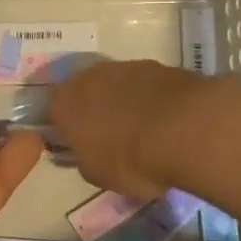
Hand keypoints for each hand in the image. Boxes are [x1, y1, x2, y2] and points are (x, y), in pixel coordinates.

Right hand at [49, 59, 205, 198]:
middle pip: (85, 93)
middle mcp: (88, 77)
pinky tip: (164, 119)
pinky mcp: (157, 65)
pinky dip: (150, 98)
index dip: (68, 130)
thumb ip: (85, 160)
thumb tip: (87, 154)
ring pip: (115, 85)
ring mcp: (124, 66)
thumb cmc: (130, 159)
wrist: (184, 130)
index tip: (81, 146)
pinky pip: (145, 84)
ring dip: (123, 101)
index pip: (55, 114)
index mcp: (64, 104)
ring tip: (142, 127)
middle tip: (110, 135)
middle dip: (94, 110)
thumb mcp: (97, 175)